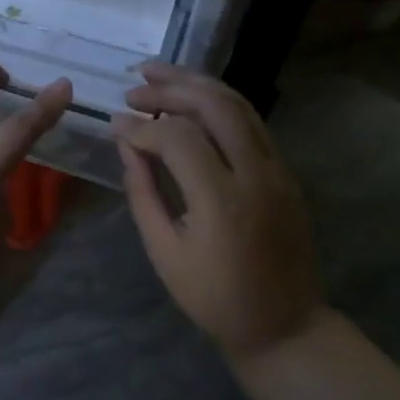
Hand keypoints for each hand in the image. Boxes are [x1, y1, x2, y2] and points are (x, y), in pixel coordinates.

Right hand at [111, 62, 323, 362]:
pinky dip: (218, 102)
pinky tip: (191, 99)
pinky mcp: (285, 172)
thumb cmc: (214, 297)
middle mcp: (255, 174)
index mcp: (221, 200)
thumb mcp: (165, 252)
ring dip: (197, 83)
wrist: (284, 324)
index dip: (141, 126)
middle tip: (134, 87)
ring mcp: (277, 169)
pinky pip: (252, 122)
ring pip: (240, 105)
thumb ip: (143, 193)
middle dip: (170, 87)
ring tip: (159, 74)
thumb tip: (128, 145)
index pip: (178, 137)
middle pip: (215, 105)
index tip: (115, 125)